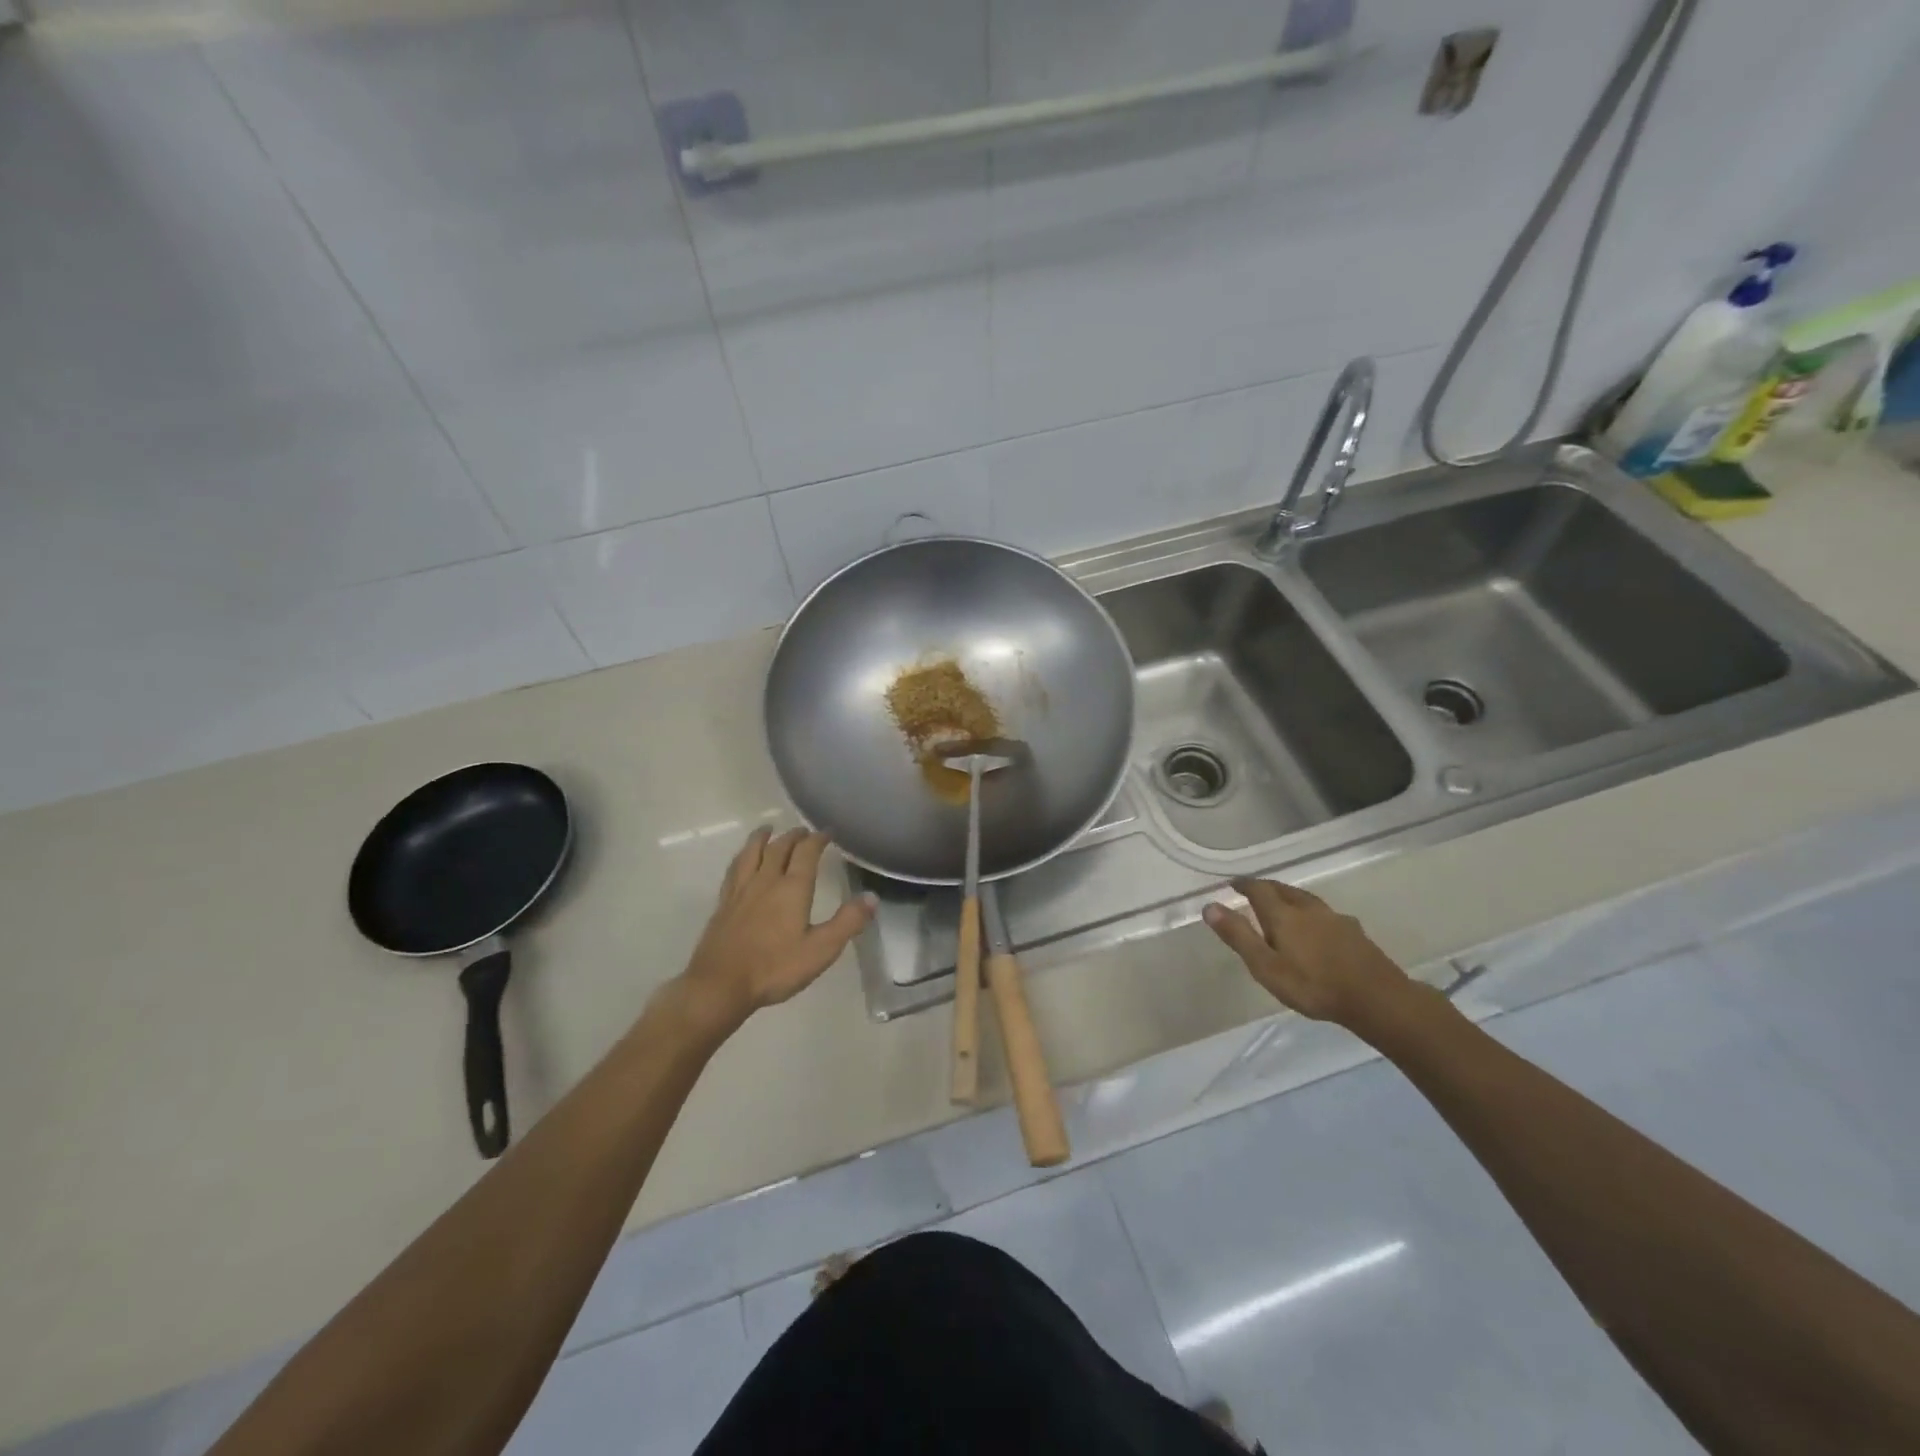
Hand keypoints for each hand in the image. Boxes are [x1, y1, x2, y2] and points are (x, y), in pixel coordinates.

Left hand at [676, 828, 873, 1029]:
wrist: (720, 985)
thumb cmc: (775, 968)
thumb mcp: (821, 949)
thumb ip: (848, 922)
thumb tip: (872, 897)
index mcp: (792, 888)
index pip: (806, 853)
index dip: (818, 839)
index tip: (827, 832)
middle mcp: (766, 881)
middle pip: (779, 848)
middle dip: (793, 836)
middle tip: (803, 831)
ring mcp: (741, 891)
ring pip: (751, 853)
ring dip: (762, 838)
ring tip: (768, 829)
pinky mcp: (724, 904)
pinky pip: (734, 870)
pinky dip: (742, 857)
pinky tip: (742, 861)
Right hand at [1203, 878, 1419, 1036]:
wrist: (1377, 999)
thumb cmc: (1313, 985)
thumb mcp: (1266, 966)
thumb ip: (1238, 936)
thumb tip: (1209, 906)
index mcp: (1284, 914)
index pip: (1259, 889)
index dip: (1244, 884)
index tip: (1232, 884)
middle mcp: (1308, 909)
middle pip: (1283, 889)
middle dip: (1266, 887)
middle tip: (1253, 891)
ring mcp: (1335, 919)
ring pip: (1306, 899)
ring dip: (1289, 897)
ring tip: (1282, 904)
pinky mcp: (1354, 932)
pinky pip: (1324, 913)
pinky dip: (1310, 912)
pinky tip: (1316, 926)